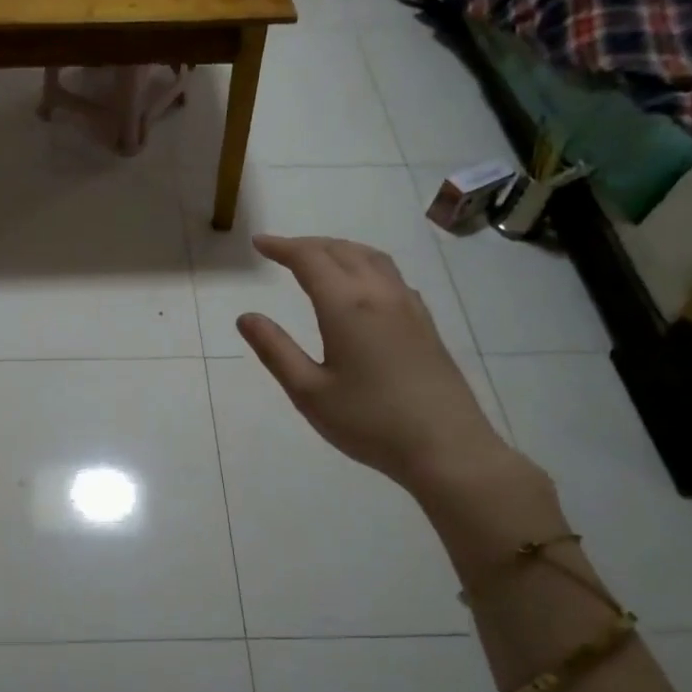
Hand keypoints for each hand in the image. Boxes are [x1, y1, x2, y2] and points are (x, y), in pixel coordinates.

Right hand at [236, 234, 515, 495]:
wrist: (445, 447)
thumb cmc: (369, 422)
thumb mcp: (309, 392)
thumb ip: (275, 350)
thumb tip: (246, 317)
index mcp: (347, 306)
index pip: (310, 260)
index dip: (282, 248)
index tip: (258, 244)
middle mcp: (380, 295)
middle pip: (342, 251)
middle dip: (308, 245)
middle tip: (280, 250)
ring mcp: (408, 306)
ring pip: (372, 258)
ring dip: (339, 249)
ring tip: (318, 257)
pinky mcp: (425, 323)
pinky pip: (391, 276)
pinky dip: (365, 265)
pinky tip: (361, 286)